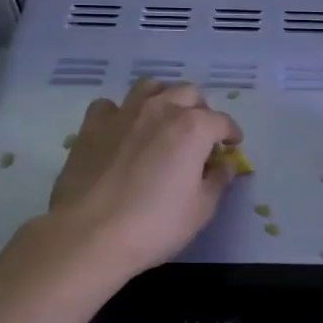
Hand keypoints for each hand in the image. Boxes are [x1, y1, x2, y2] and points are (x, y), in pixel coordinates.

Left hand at [48, 79, 243, 279]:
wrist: (89, 235)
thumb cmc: (155, 225)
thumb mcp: (201, 210)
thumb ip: (218, 181)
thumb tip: (225, 165)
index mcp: (193, 128)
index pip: (222, 121)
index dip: (231, 133)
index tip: (232, 146)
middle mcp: (161, 110)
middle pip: (189, 93)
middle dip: (201, 110)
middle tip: (200, 135)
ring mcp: (123, 114)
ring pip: (150, 87)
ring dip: (164, 98)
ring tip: (165, 120)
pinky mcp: (92, 126)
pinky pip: (110, 106)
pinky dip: (121, 113)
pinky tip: (123, 131)